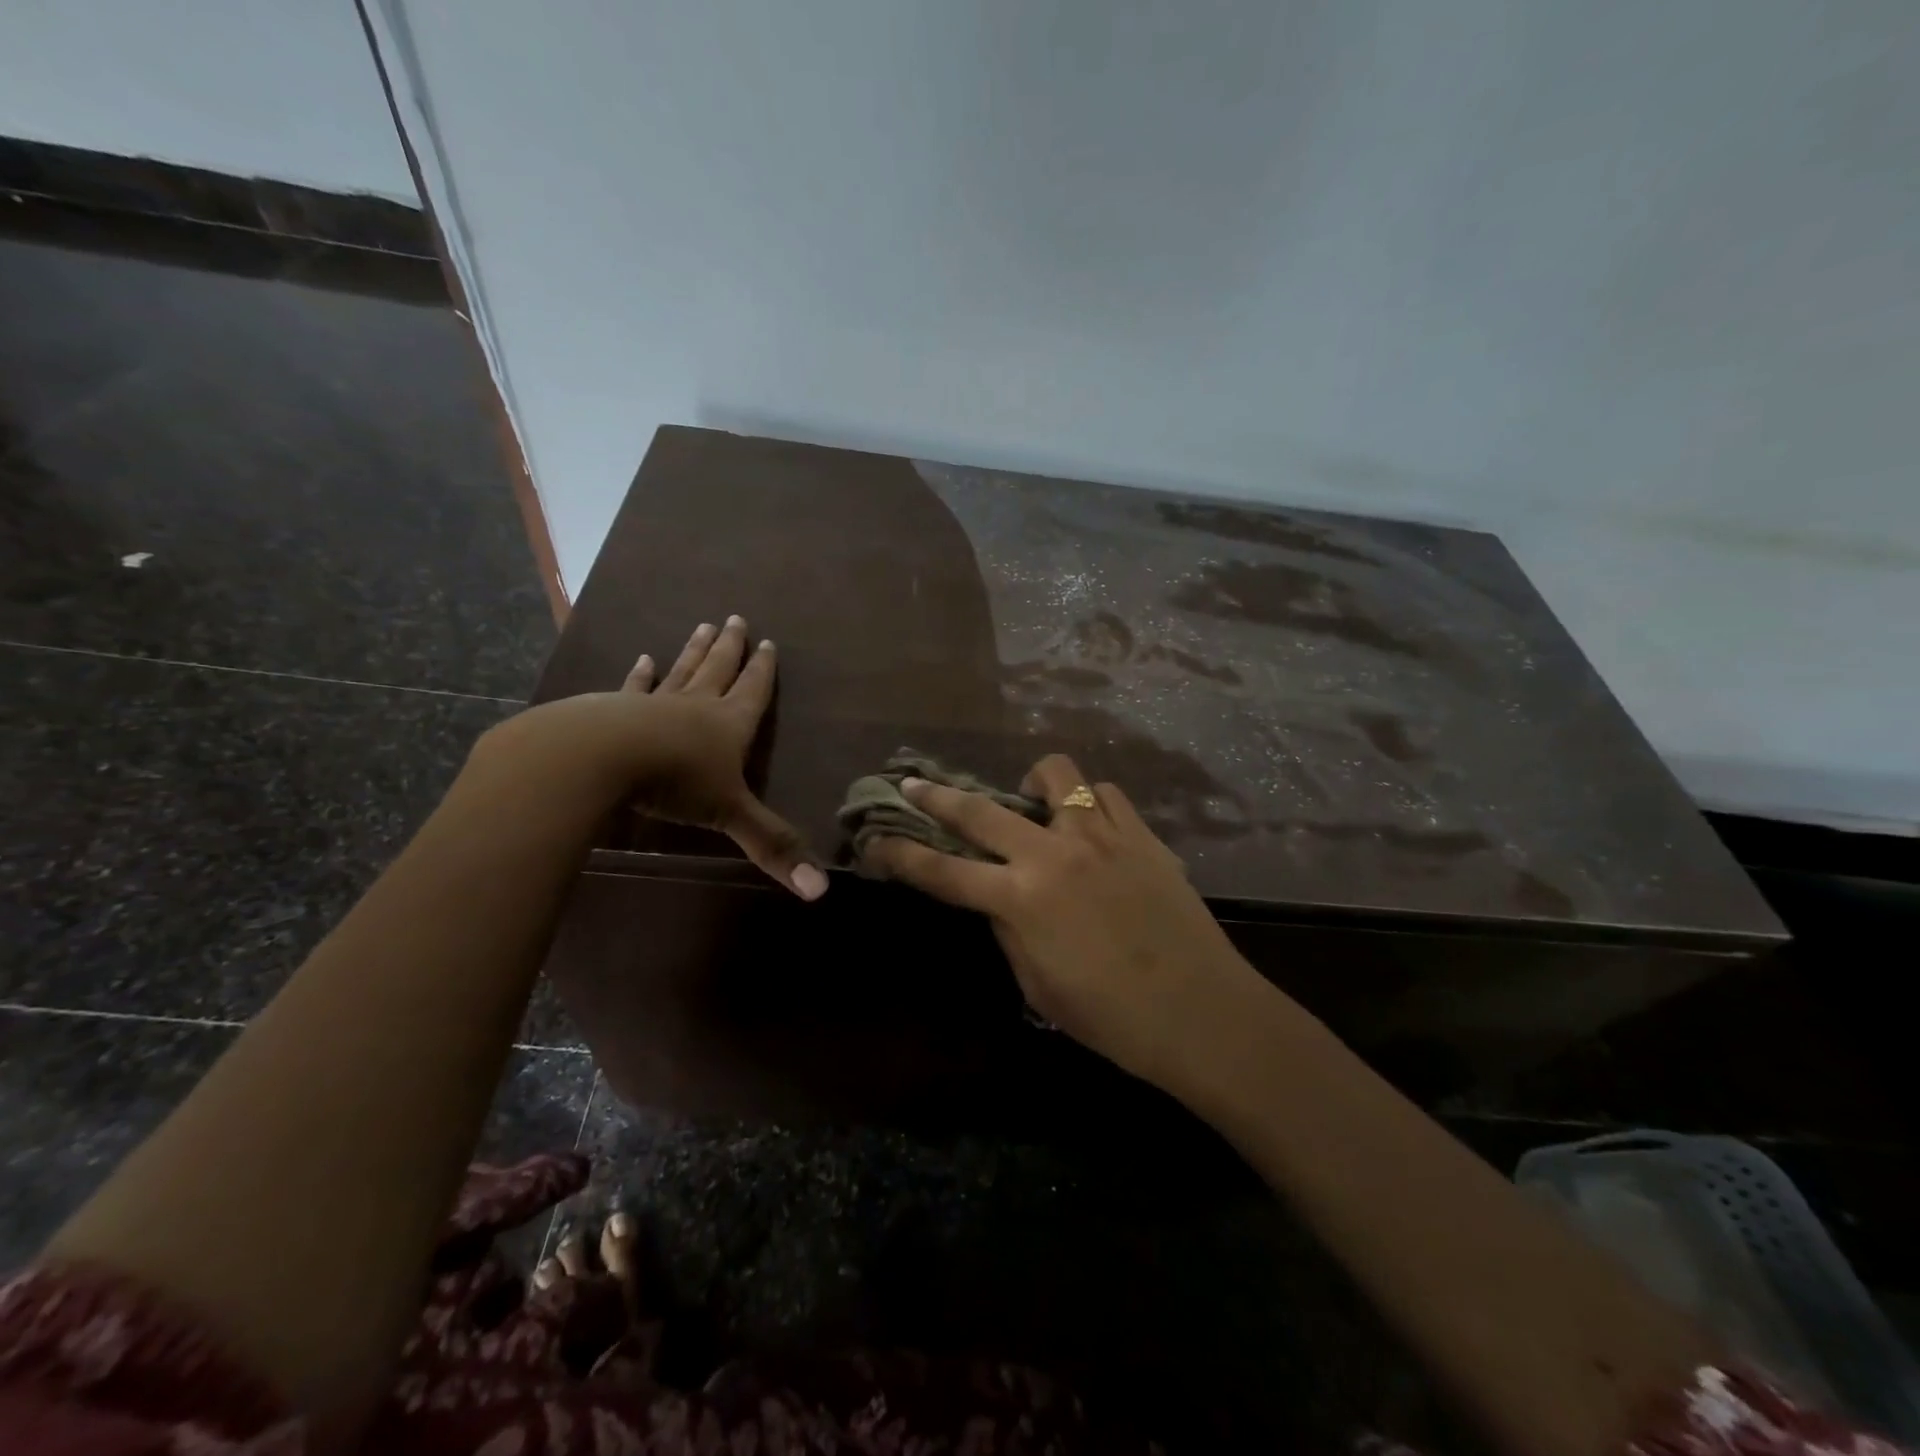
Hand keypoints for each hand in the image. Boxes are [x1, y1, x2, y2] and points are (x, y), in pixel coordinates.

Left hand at [479, 616, 826, 899]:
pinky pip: (635, 688)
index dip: (762, 671)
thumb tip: (821, 892)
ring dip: (694, 650)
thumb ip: (772, 846)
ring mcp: (654, 704)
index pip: (753, 692)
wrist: (599, 758)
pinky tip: (641, 659)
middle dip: (730, 648)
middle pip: (719, 670)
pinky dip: (640, 675)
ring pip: (682, 671)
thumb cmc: (674, 781)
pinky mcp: (615, 710)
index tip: (768, 643)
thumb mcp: (730, 815)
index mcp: (729, 724)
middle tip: (736, 618)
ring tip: (703, 626)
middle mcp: (696, 706)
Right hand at [865, 753, 1266, 1091]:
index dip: (901, 855)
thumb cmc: (1113, 1019)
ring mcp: (1101, 836)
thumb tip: (999, 898)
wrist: (1202, 1013)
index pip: (943, 871)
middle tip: (915, 785)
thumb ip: (1009, 930)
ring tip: (1031, 805)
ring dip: (1030, 786)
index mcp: (1021, 899)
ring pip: (1056, 775)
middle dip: (936, 796)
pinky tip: (1088, 825)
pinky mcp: (1141, 834)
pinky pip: (1105, 794)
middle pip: (980, 809)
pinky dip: (1086, 802)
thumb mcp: (1038, 985)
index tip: (875, 840)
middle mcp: (1054, 854)